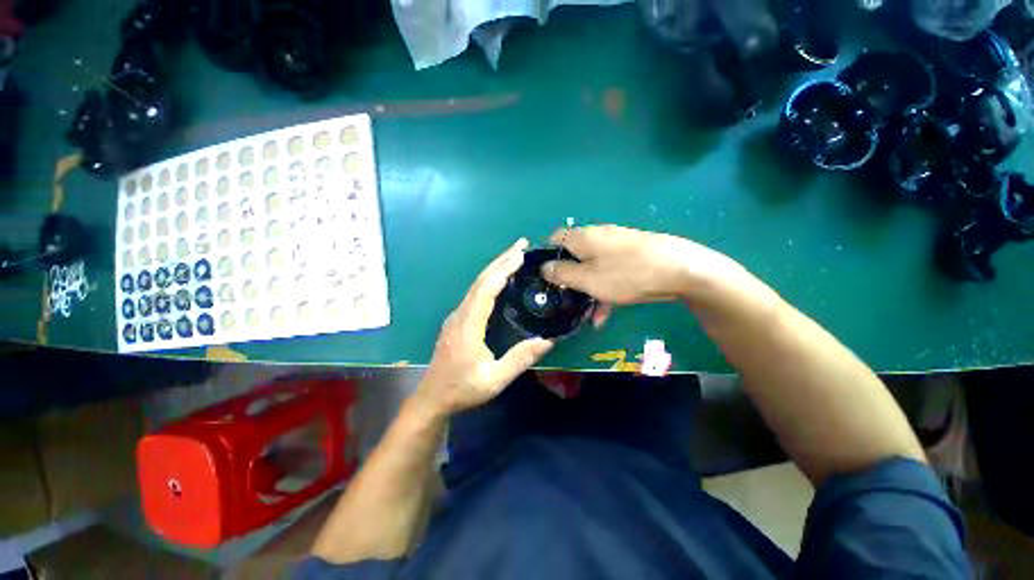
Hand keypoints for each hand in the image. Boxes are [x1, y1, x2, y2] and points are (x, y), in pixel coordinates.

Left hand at [416, 239, 553, 415]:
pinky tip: (499, 278)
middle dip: (501, 260)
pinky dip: (489, 279)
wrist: (433, 398)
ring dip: (495, 267)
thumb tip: (547, 340)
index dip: (503, 270)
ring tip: (514, 256)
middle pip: (480, 281)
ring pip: (476, 285)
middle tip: (521, 245)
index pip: (486, 290)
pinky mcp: (457, 319)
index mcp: (468, 326)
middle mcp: (460, 314)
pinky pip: (475, 292)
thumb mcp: (494, 380)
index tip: (520, 255)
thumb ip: (520, 359)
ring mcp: (456, 316)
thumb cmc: (462, 389)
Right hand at [541, 225, 752, 323]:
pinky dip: (606, 287)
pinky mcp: (632, 254)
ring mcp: (617, 244)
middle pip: (574, 255)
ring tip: (592, 314)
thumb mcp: (587, 279)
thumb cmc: (626, 274)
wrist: (680, 270)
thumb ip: (562, 274)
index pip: (555, 238)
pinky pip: (611, 270)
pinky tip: (609, 311)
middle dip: (570, 278)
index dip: (548, 256)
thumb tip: (544, 267)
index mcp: (583, 237)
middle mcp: (598, 235)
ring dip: (589, 289)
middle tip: (569, 299)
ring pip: (594, 267)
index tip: (548, 278)